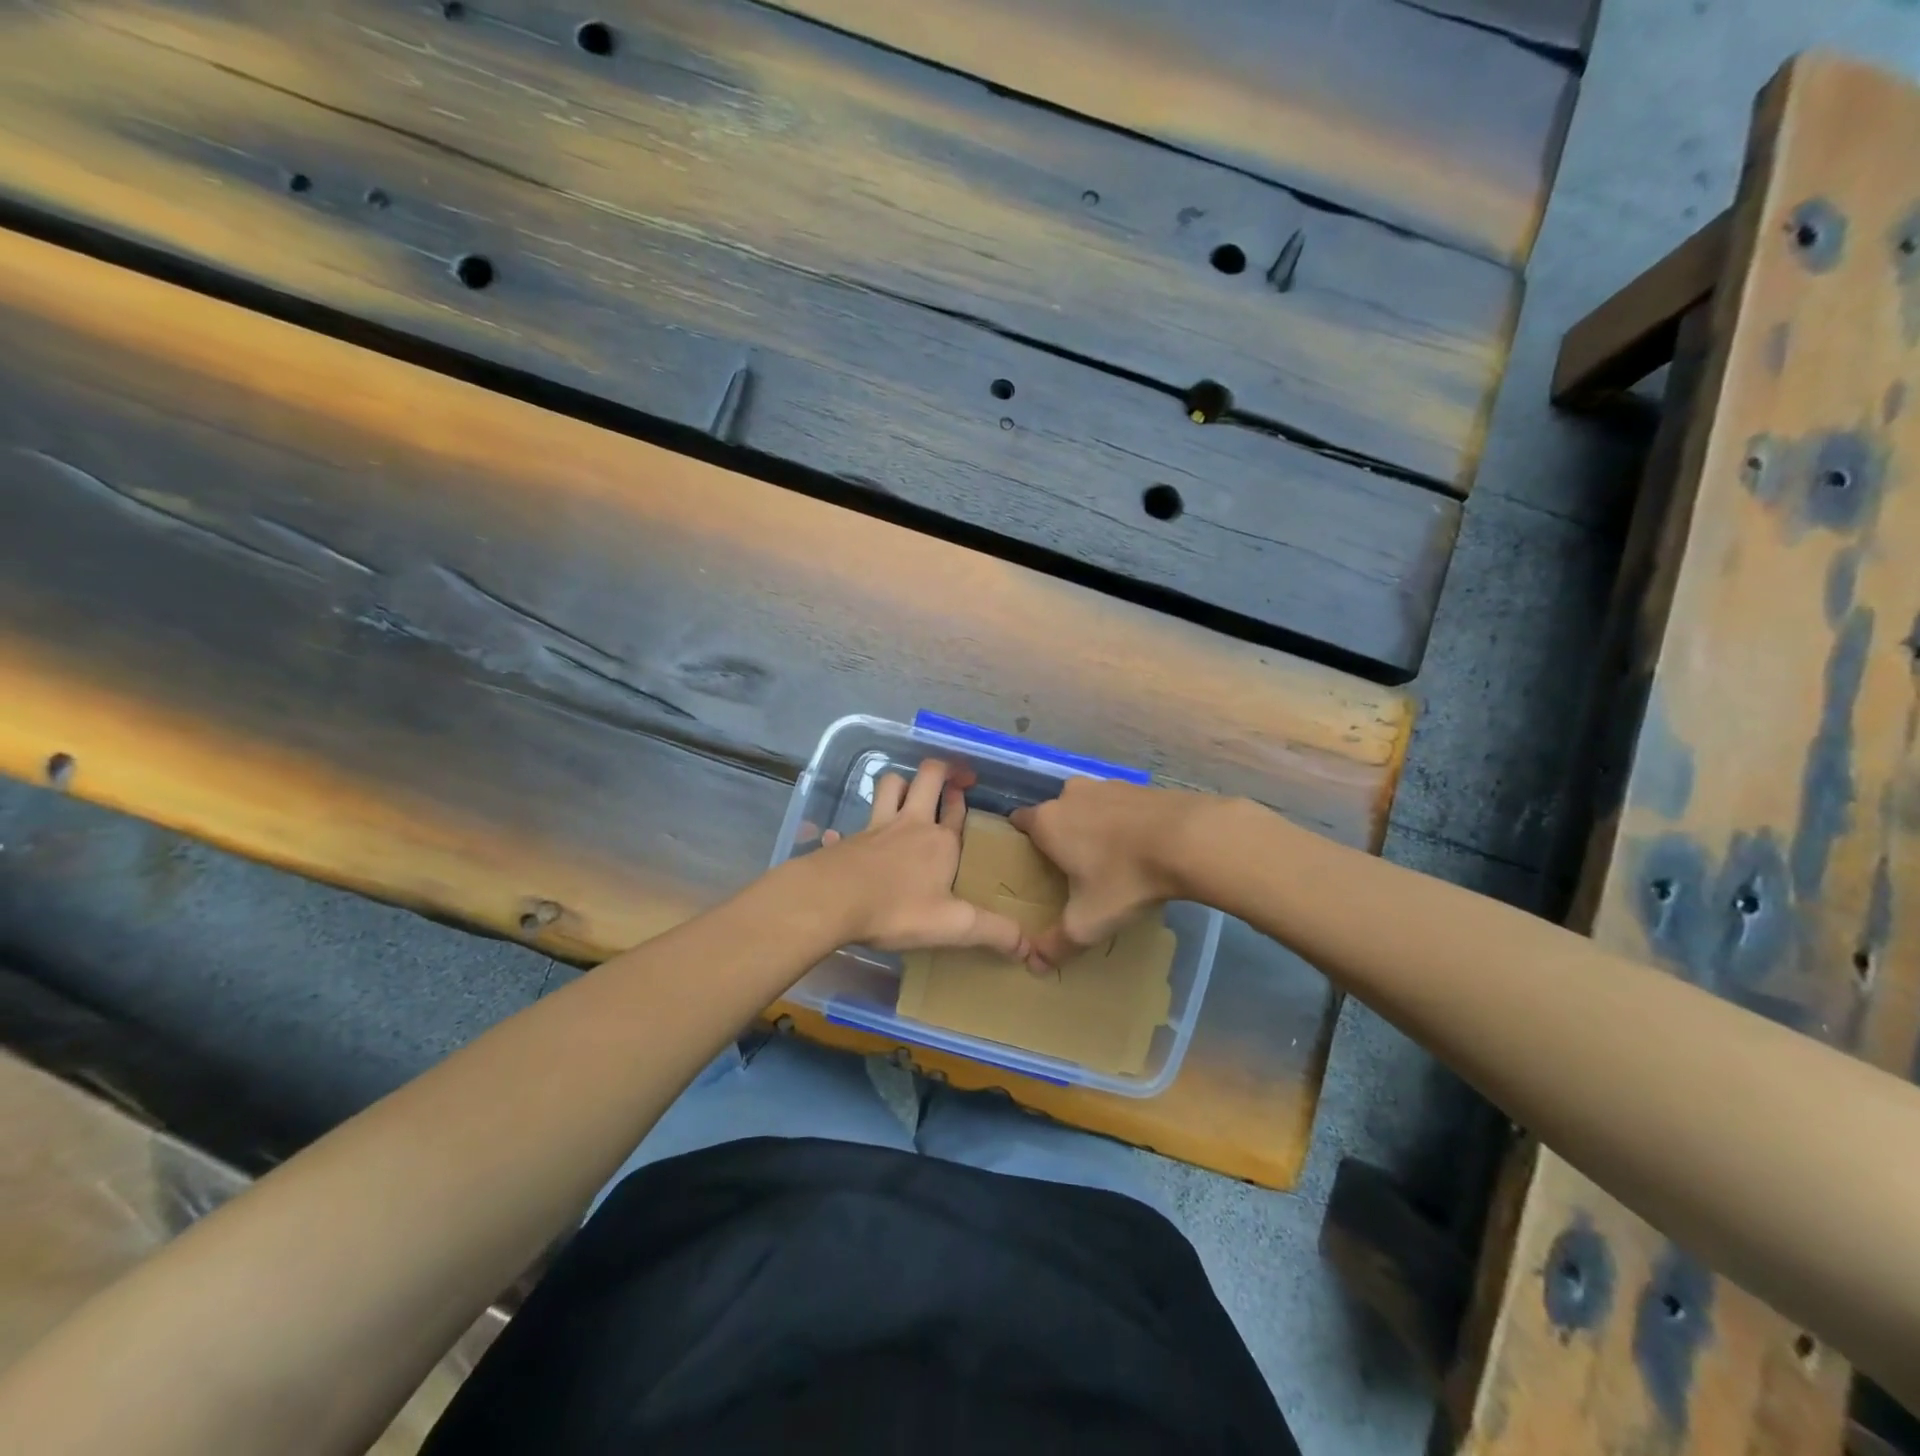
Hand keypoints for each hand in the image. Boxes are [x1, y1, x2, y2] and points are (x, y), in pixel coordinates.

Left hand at [815, 759, 1032, 961]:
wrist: (831, 900)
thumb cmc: (897, 909)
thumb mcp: (953, 926)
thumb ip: (994, 932)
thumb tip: (1031, 948)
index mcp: (940, 842)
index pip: (957, 810)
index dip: (962, 798)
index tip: (968, 791)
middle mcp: (911, 825)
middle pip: (927, 778)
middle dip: (940, 770)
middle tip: (949, 777)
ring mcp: (877, 828)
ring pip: (890, 785)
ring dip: (902, 783)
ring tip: (908, 792)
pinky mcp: (850, 839)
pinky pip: (856, 822)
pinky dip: (861, 824)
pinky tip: (856, 837)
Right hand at [1010, 779, 1216, 969]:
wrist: (1190, 839)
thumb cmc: (1125, 878)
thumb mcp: (1088, 921)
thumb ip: (1056, 944)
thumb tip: (1032, 965)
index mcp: (1048, 821)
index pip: (1020, 823)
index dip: (1023, 842)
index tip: (1034, 866)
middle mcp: (1070, 795)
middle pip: (1056, 815)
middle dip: (1062, 837)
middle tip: (1074, 870)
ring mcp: (1106, 785)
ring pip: (1088, 807)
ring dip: (1094, 828)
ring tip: (1111, 860)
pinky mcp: (1139, 787)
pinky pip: (1119, 806)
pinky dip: (1123, 822)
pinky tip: (1140, 847)